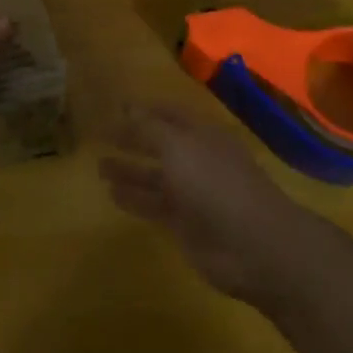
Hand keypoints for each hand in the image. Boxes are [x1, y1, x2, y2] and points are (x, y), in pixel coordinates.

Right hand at [100, 105, 308, 307]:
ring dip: (129, 171)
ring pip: (155, 177)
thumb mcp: (177, 147)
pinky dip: (134, 199)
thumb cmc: (215, 184)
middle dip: (132, 140)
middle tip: (100, 137)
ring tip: (98, 167)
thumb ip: (148, 128)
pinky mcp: (186, 224)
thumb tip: (125, 106)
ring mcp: (193, 194)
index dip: (143, 110)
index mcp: (201, 135)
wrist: (254, 246)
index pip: (169, 114)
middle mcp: (197, 160)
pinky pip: (154, 206)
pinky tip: (111, 195)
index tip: (114, 108)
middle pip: (160, 145)